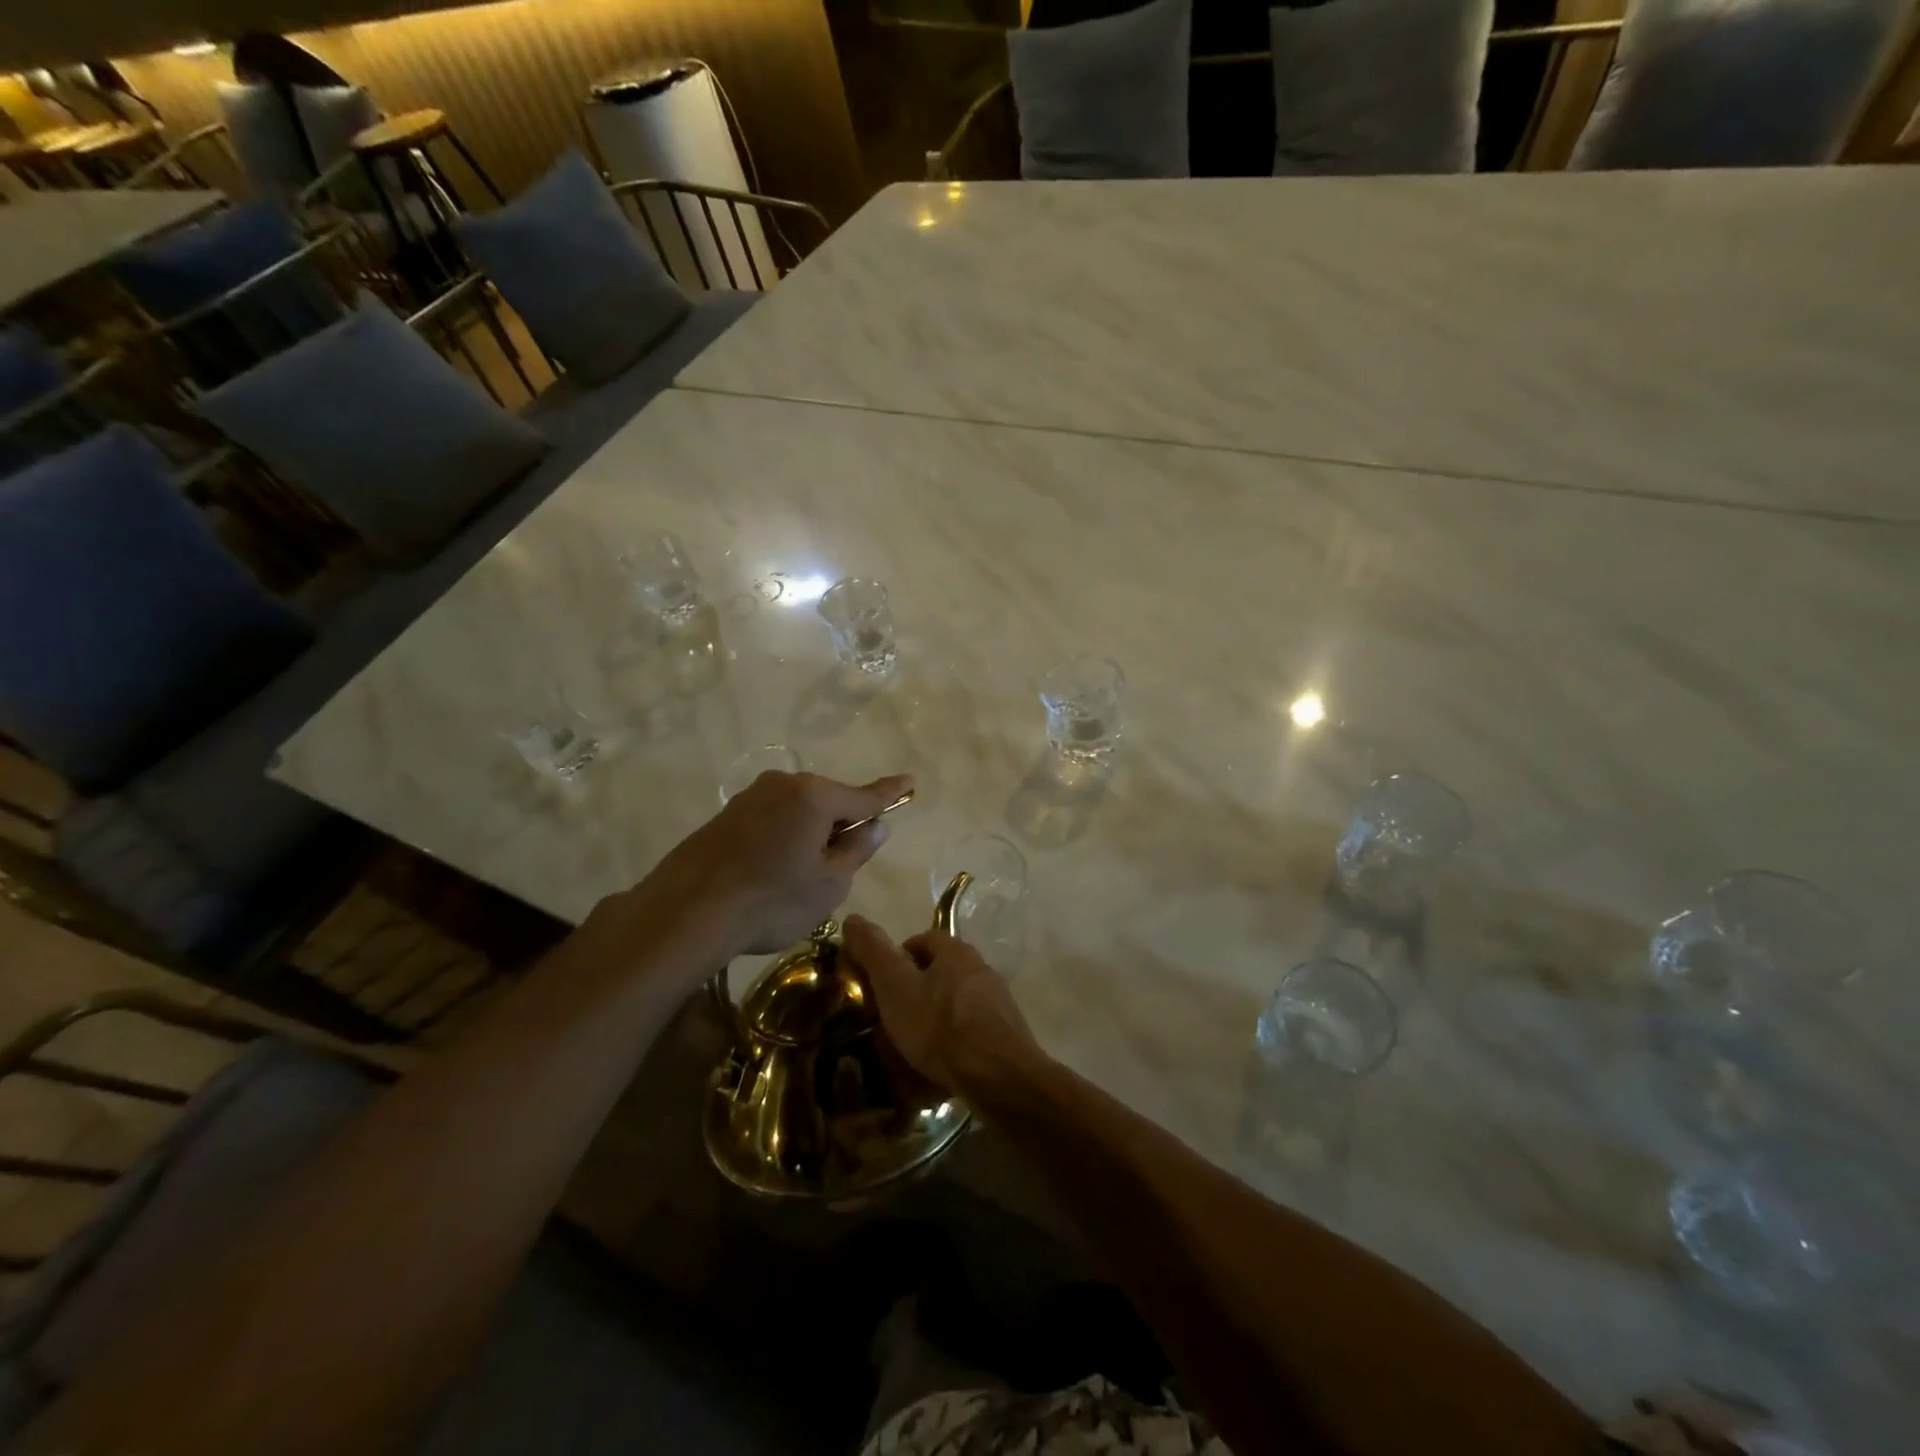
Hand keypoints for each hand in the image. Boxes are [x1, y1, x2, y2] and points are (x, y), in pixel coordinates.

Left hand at [624, 771, 911, 961]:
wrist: (686, 913)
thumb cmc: (772, 900)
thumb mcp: (829, 883)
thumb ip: (857, 850)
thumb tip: (875, 826)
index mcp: (814, 796)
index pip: (864, 796)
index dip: (889, 794)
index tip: (909, 781)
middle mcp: (782, 785)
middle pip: (828, 802)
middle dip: (841, 825)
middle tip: (842, 864)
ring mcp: (750, 797)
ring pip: (797, 812)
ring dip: (809, 834)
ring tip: (801, 877)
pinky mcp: (726, 816)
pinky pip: (770, 821)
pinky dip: (782, 839)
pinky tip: (771, 873)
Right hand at [841, 916, 1043, 1102]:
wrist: (999, 1076)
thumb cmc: (940, 1026)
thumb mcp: (895, 987)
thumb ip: (874, 953)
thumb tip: (851, 918)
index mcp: (956, 951)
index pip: (922, 940)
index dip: (897, 958)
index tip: (880, 985)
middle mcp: (981, 968)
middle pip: (941, 971)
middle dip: (916, 990)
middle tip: (893, 1017)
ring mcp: (998, 1002)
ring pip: (956, 1001)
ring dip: (935, 1017)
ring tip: (913, 1046)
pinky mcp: (1006, 1033)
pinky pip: (970, 1030)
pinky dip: (953, 1041)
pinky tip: (940, 1065)